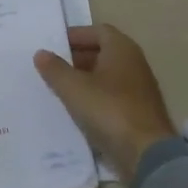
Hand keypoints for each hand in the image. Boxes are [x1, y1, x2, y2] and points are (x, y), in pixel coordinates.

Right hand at [33, 24, 177, 180]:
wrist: (147, 156)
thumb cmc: (109, 110)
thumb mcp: (73, 87)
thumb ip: (54, 68)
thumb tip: (41, 53)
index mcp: (122, 49)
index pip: (98, 31)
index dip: (76, 36)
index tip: (54, 46)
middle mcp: (134, 64)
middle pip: (103, 53)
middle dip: (77, 58)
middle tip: (53, 67)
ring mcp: (139, 90)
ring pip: (107, 76)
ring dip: (85, 79)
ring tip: (60, 88)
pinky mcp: (139, 113)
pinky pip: (112, 97)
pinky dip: (95, 98)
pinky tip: (77, 110)